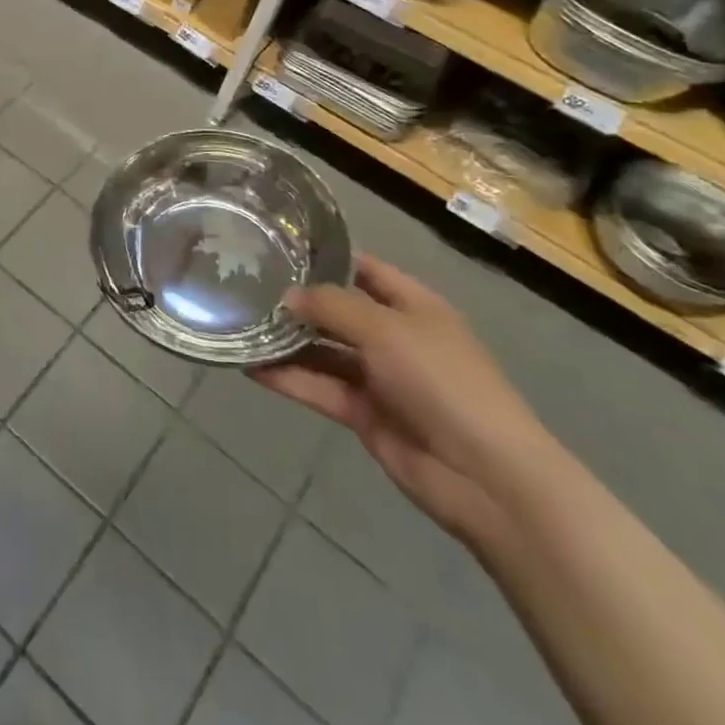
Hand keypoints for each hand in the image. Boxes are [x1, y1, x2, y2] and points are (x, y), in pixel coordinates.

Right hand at [252, 255, 552, 545]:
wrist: (486, 477)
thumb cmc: (443, 382)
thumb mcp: (386, 330)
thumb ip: (333, 306)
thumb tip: (287, 295)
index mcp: (413, 305)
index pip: (364, 269)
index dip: (325, 258)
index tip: (277, 247)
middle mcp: (394, 336)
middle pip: (338, 310)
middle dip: (297, 300)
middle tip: (244, 286)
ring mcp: (379, 376)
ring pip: (323, 350)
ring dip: (286, 341)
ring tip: (239, 325)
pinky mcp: (363, 413)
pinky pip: (319, 387)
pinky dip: (288, 378)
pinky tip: (250, 367)